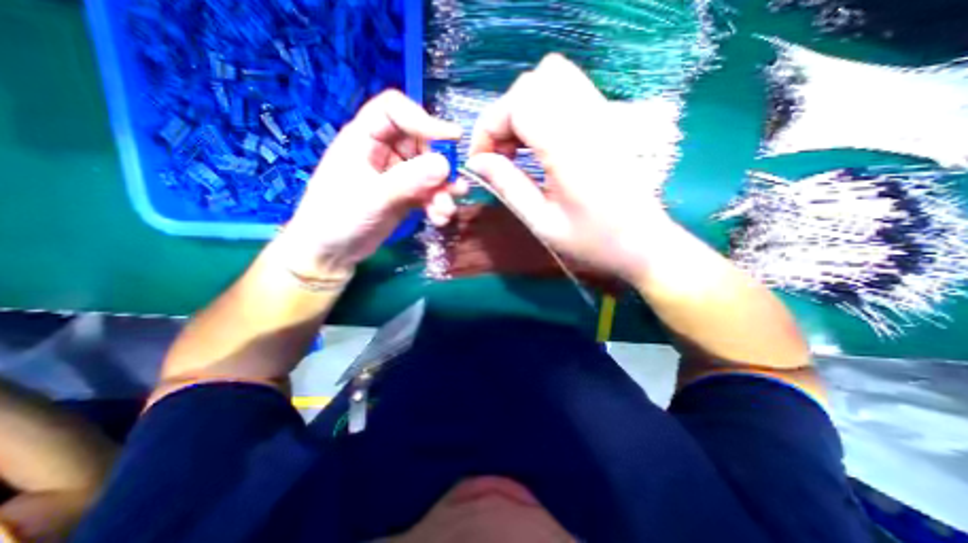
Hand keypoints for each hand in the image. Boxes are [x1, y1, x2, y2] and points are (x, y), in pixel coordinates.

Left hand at [276, 90, 465, 279]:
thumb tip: (445, 164)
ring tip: (446, 210)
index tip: (452, 139)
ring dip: (443, 190)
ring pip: (430, 171)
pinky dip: (438, 204)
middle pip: (422, 143)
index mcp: (364, 138)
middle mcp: (384, 151)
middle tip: (454, 187)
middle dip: (441, 166)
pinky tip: (439, 219)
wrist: (332, 253)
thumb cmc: (337, 218)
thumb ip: (407, 180)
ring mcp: (397, 174)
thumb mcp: (372, 197)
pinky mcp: (406, 195)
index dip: (423, 119)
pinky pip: (430, 192)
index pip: (395, 110)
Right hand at [468, 54, 674, 281]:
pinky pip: (569, 90)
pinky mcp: (607, 120)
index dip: (489, 127)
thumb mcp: (542, 223)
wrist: (642, 244)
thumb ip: (508, 186)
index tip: (481, 160)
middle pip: (534, 83)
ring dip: (523, 109)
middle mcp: (588, 122)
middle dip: (504, 116)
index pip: (520, 104)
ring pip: (552, 78)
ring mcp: (602, 116)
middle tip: (499, 154)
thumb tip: (477, 162)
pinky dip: (542, 107)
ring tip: (516, 148)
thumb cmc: (592, 242)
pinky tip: (538, 141)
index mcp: (570, 150)